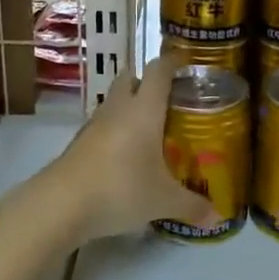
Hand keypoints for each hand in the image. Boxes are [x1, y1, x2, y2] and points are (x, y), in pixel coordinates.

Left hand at [28, 56, 220, 247]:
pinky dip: (116, 129)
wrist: (61, 204)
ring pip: (114, 101)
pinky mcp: (79, 142)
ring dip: (130, 106)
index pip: (158, 70)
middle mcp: (118, 108)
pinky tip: (127, 153)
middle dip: (147, 81)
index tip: (186, 63)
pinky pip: (102, 125)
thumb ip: (192, 206)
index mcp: (144, 109)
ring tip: (150, 127)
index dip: (172, 62)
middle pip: (130, 78)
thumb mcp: (163, 201)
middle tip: (169, 98)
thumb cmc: (120, 188)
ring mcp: (94, 124)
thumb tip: (218, 218)